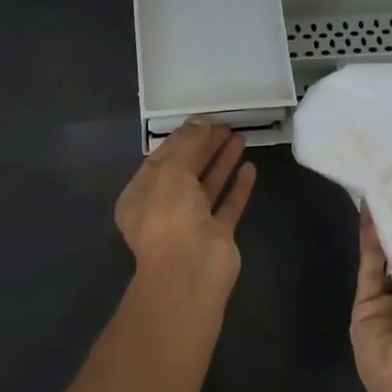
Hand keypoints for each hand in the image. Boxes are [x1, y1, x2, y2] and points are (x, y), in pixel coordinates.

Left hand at [115, 120, 256, 290]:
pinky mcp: (217, 236)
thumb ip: (186, 143)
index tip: (203, 120)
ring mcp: (191, 224)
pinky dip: (238, 187)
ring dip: (222, 162)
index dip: (181, 138)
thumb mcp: (170, 170)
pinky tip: (250, 168)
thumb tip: (199, 120)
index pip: (160, 159)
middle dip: (203, 147)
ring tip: (240, 137)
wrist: (190, 271)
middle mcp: (163, 209)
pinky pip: (228, 206)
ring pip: (208, 187)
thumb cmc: (169, 216)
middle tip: (225, 125)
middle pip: (186, 171)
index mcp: (140, 195)